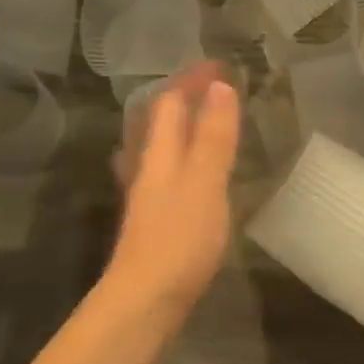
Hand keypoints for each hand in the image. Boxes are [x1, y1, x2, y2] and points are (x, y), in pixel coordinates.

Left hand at [101, 62, 240, 313]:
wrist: (144, 300)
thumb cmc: (179, 238)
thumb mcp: (205, 182)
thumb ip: (213, 137)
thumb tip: (220, 87)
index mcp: (160, 153)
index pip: (170, 102)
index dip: (191, 80)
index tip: (217, 63)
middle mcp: (147, 166)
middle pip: (158, 120)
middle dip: (181, 97)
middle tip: (209, 84)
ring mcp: (146, 194)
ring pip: (157, 145)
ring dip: (177, 124)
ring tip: (198, 116)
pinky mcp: (152, 218)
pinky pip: (163, 169)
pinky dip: (176, 153)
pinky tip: (180, 167)